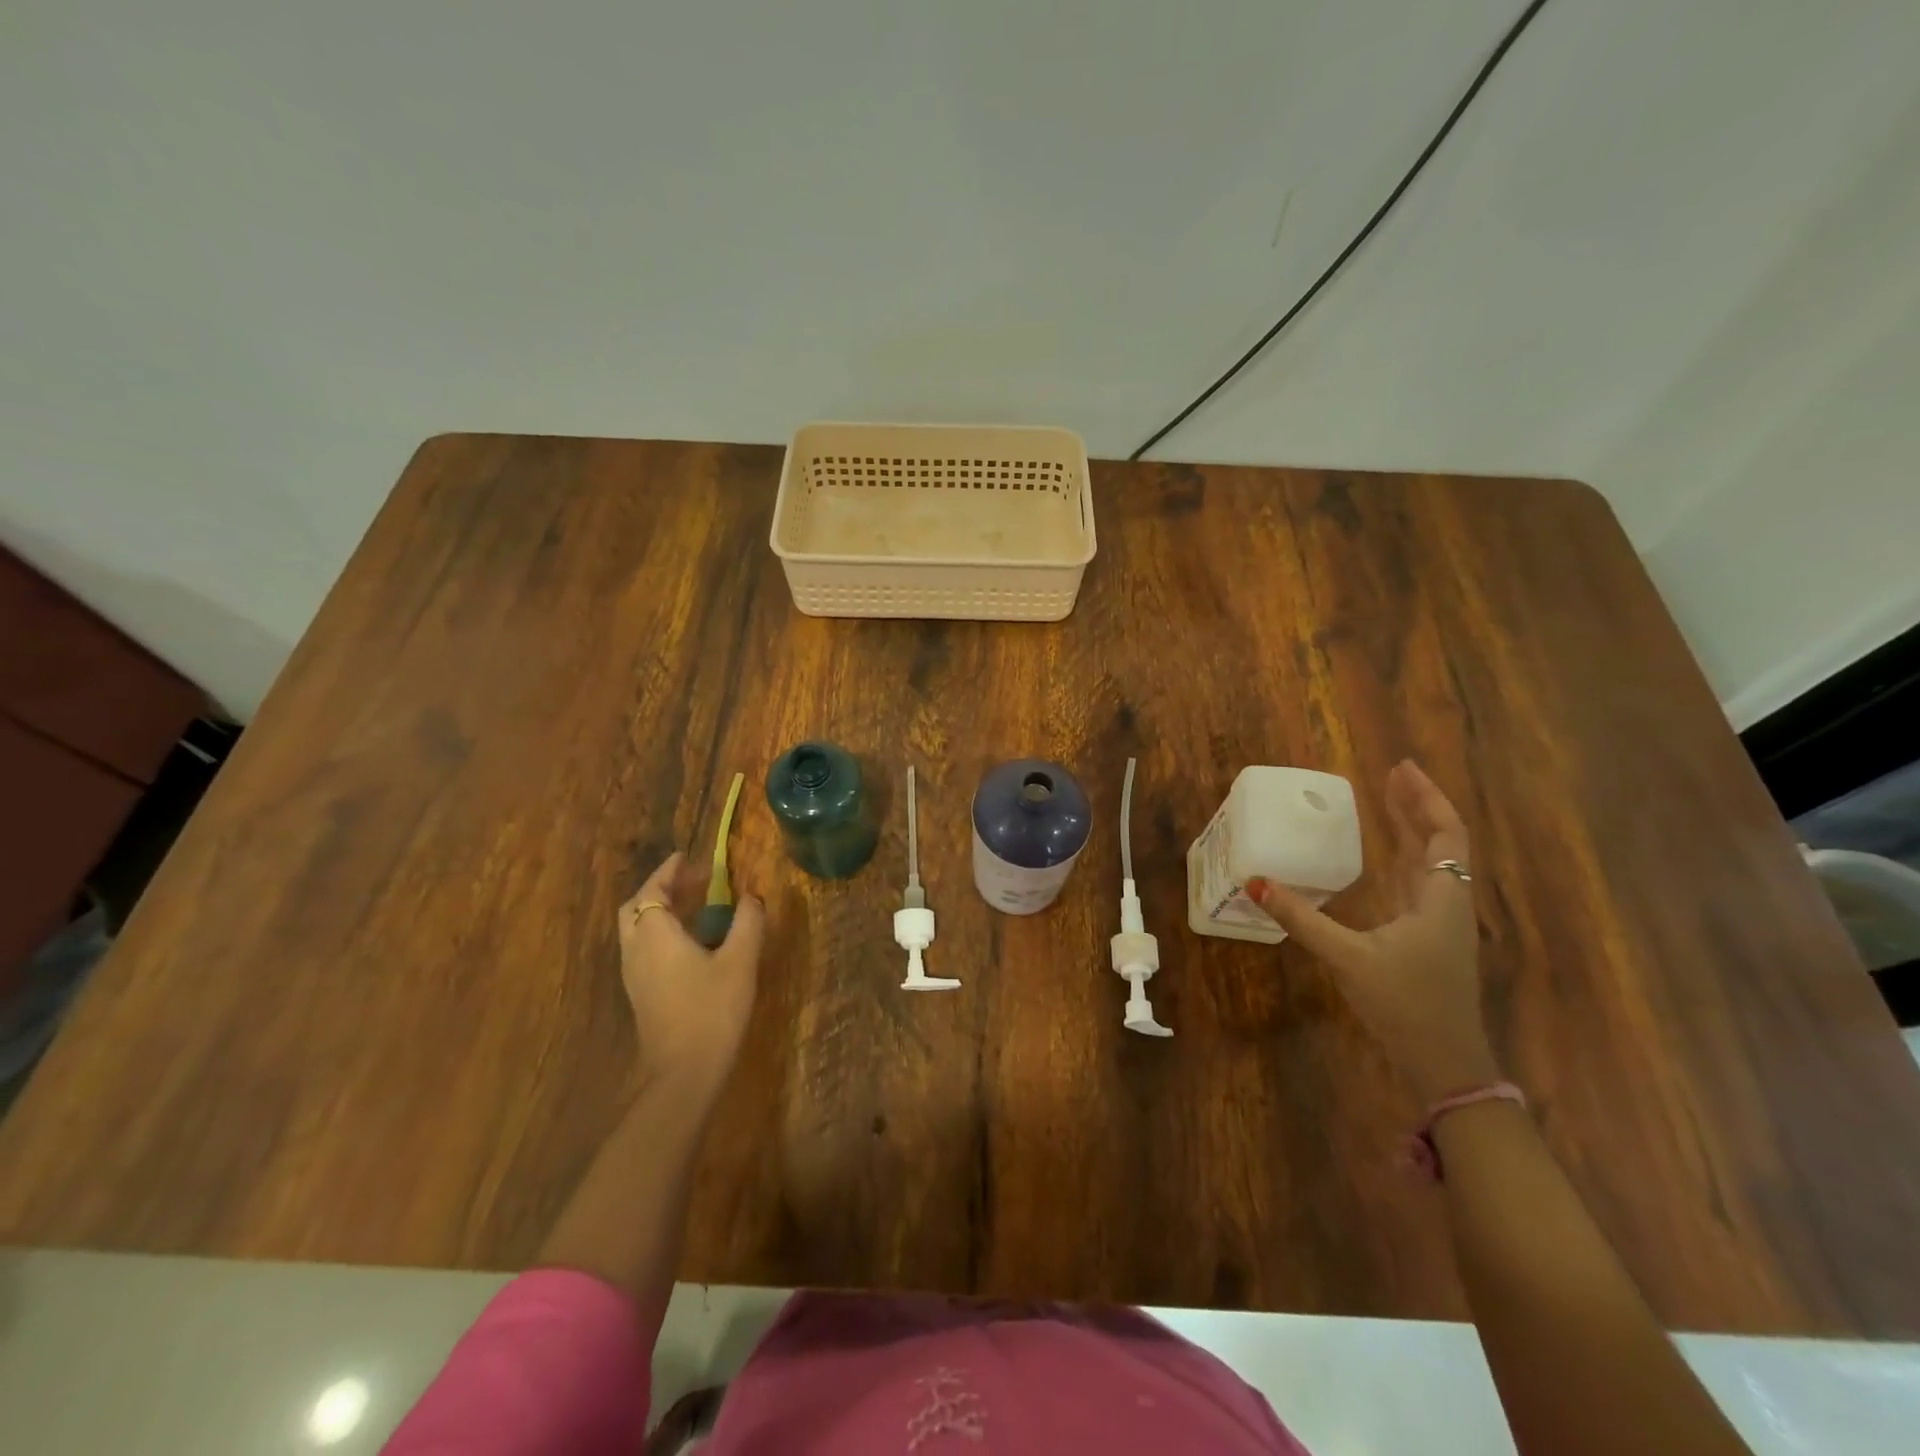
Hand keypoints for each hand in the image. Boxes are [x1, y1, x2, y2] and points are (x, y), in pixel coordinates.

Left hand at [617, 853, 764, 1096]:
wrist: (683, 1072)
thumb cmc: (711, 1009)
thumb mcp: (740, 961)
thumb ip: (747, 923)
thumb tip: (752, 897)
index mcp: (656, 934)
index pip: (652, 890)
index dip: (668, 872)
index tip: (686, 857)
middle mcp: (636, 949)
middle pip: (636, 908)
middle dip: (659, 889)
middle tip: (690, 880)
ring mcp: (634, 975)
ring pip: (637, 930)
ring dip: (659, 911)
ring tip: (693, 905)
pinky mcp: (641, 994)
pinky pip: (643, 949)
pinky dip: (660, 932)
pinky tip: (690, 943)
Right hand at [1249, 760, 1497, 1103]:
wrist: (1445, 1064)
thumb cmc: (1405, 1004)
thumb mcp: (1348, 958)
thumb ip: (1301, 919)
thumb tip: (1254, 881)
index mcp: (1441, 899)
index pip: (1445, 835)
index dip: (1426, 798)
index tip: (1400, 768)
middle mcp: (1447, 903)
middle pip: (1441, 842)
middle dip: (1417, 806)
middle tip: (1390, 773)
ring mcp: (1440, 922)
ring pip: (1433, 862)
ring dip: (1413, 829)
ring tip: (1388, 801)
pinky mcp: (1428, 938)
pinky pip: (1420, 882)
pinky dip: (1405, 857)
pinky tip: (1385, 856)